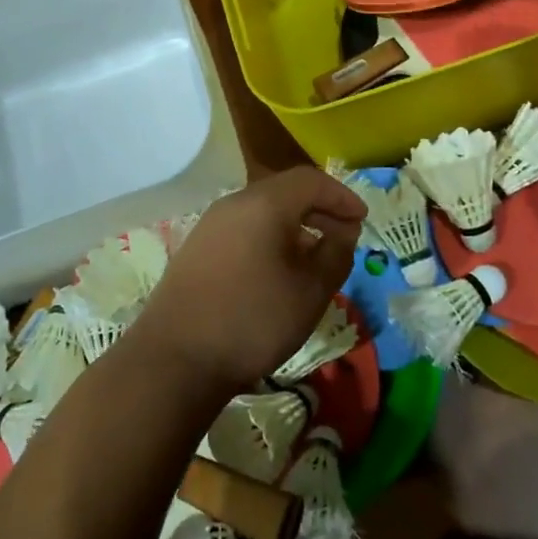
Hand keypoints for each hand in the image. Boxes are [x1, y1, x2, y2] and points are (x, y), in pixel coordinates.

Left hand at [130, 168, 366, 397]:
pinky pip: (243, 228)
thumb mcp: (310, 291)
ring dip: (294, 225)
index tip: (362, 219)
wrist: (175, 358)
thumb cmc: (253, 320)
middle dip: (319, 209)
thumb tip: (342, 232)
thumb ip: (335, 254)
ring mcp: (210, 225)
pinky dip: (269, 237)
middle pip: (284, 191)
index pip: (311, 180)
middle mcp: (234, 203)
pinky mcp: (197, 248)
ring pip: (262, 210)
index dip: (341, 196)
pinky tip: (277, 270)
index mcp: (264, 203)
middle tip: (344, 235)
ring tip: (314, 256)